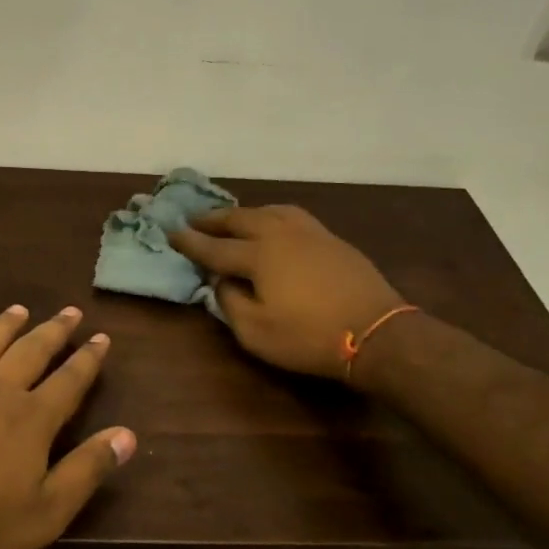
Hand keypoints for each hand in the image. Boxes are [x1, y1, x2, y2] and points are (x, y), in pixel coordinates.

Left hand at [0, 305, 136, 548]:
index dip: (88, 359)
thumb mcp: (45, 512)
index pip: (69, 381)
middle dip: (53, 331)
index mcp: (31, 419)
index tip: (102, 337)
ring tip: (19, 309)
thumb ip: (87, 470)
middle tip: (69, 311)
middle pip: (30, 352)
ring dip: (4, 326)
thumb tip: (128, 434)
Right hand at [170, 205, 406, 378]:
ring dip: (245, 213)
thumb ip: (230, 303)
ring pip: (270, 211)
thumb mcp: (256, 332)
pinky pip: (293, 217)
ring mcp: (310, 233)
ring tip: (233, 218)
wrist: (378, 333)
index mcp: (258, 255)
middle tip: (194, 219)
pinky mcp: (332, 240)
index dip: (190, 242)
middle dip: (214, 220)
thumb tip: (222, 282)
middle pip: (240, 219)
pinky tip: (275, 225)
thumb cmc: (309, 337)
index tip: (170, 232)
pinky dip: (273, 216)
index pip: (215, 247)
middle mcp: (281, 234)